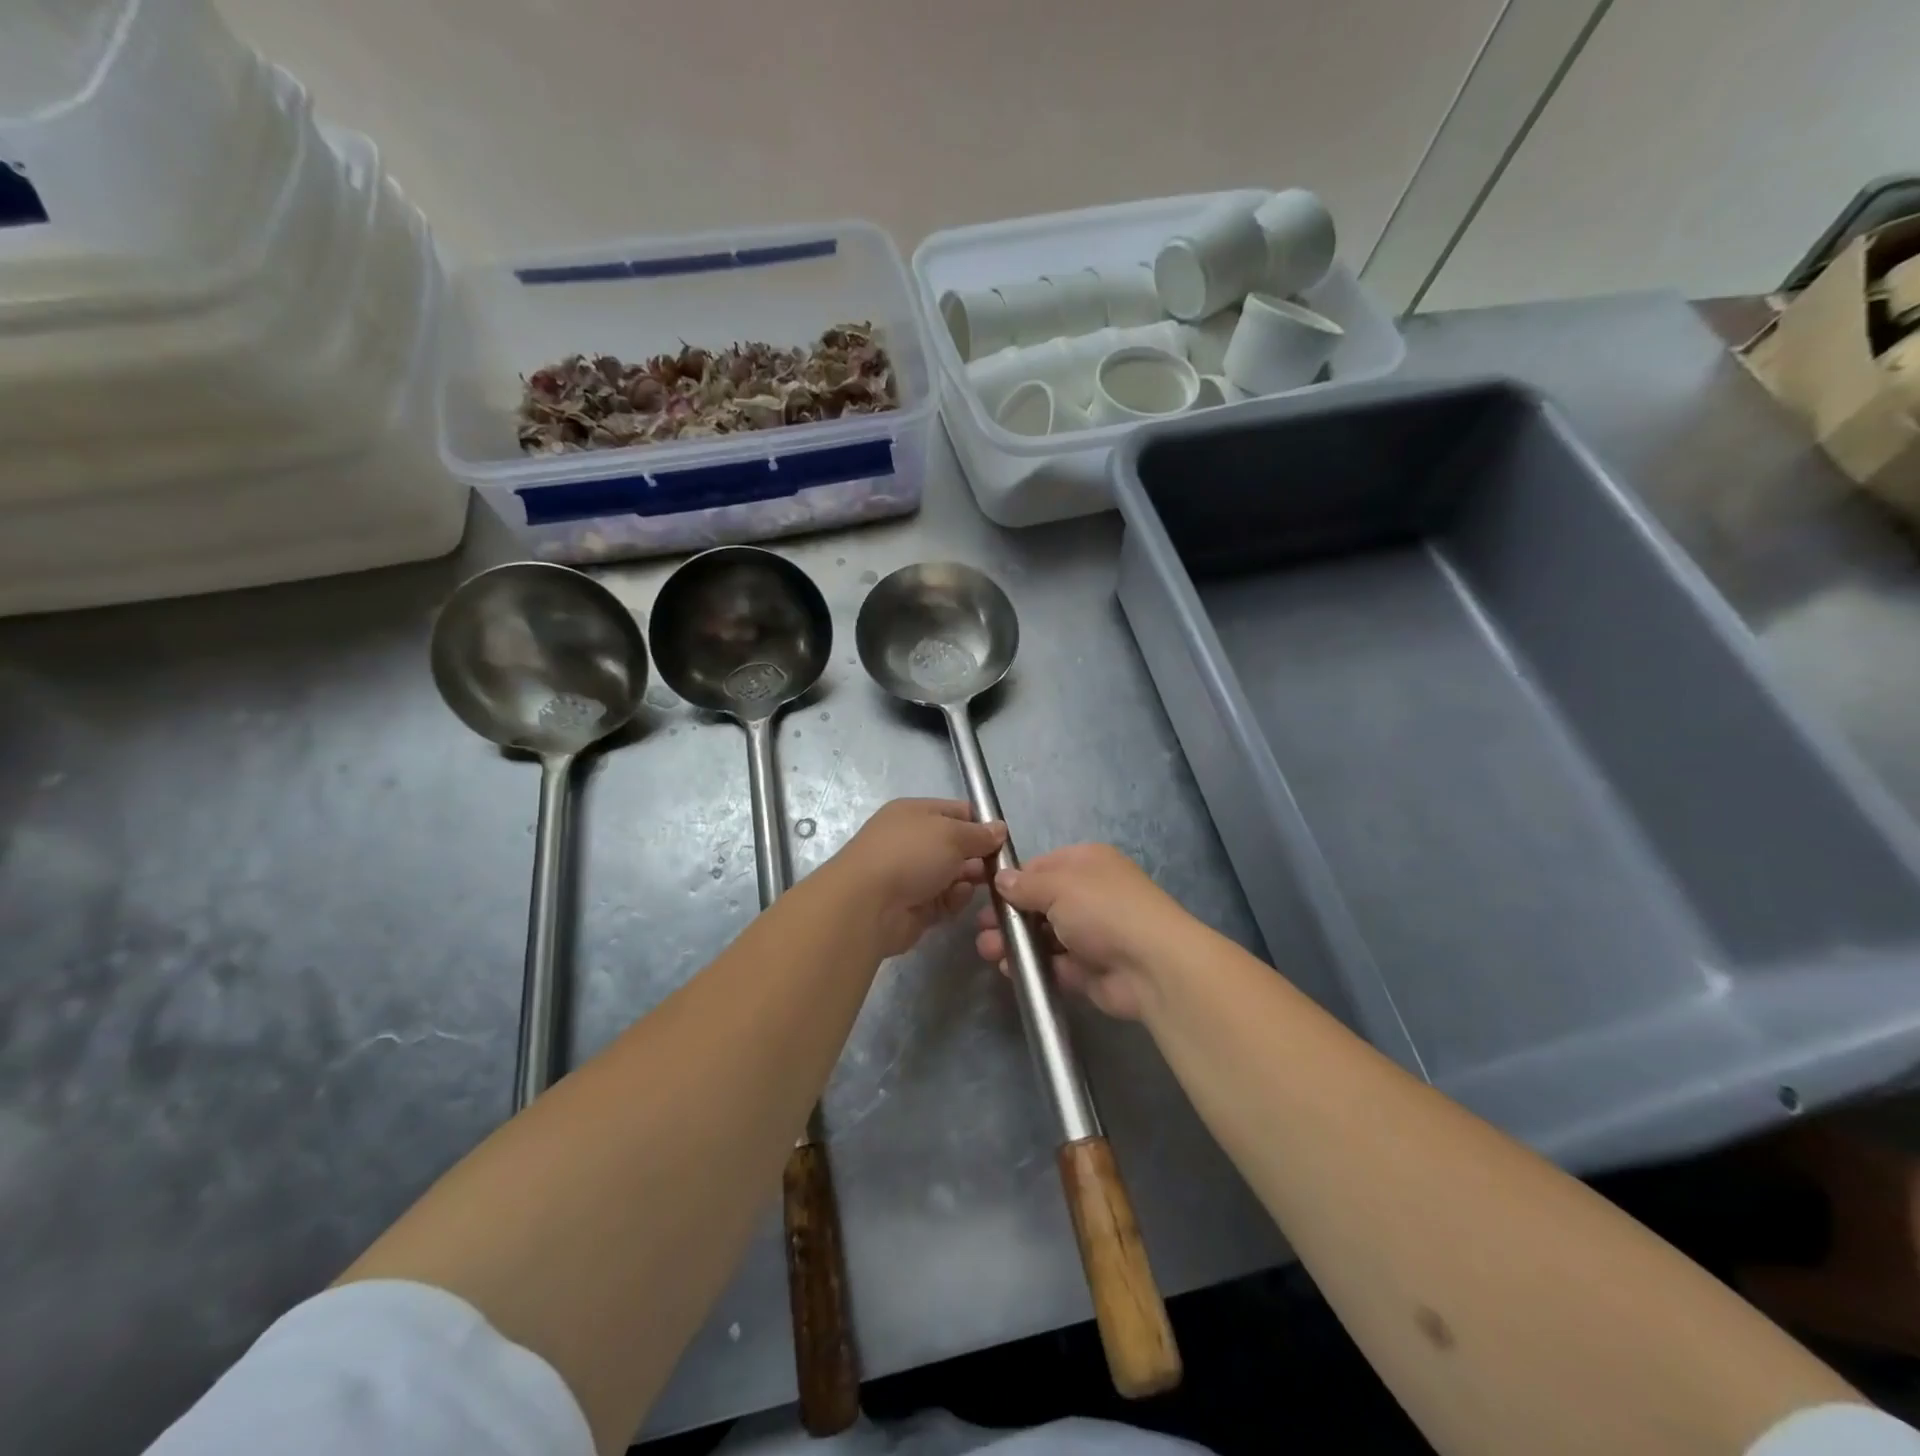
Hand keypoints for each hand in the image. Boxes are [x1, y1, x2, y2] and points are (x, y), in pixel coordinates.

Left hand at [828, 799, 1006, 958]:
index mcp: (915, 813)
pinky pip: (945, 900)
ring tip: (986, 884)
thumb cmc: (909, 855)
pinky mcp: (915, 906)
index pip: (957, 812)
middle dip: (980, 855)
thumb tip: (999, 829)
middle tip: (1002, 867)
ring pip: (954, 874)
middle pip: (957, 845)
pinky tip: (958, 898)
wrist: (867, 905)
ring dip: (970, 879)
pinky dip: (955, 899)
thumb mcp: (951, 834)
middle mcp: (912, 841)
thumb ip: (979, 833)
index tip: (1003, 838)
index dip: (982, 823)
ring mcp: (912, 874)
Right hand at [974, 844, 1192, 1019]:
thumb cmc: (1103, 910)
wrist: (1152, 966)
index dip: (1013, 879)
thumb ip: (1025, 884)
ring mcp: (1091, 933)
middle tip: (982, 927)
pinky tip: (1009, 969)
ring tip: (988, 950)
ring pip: (1044, 935)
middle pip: (1040, 902)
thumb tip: (1001, 879)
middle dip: (1010, 914)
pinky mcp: (1089, 969)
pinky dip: (1032, 966)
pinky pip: (1054, 964)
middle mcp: (1090, 894)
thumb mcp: (1058, 885)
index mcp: (1087, 863)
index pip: (1042, 866)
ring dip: (1016, 941)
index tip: (985, 892)